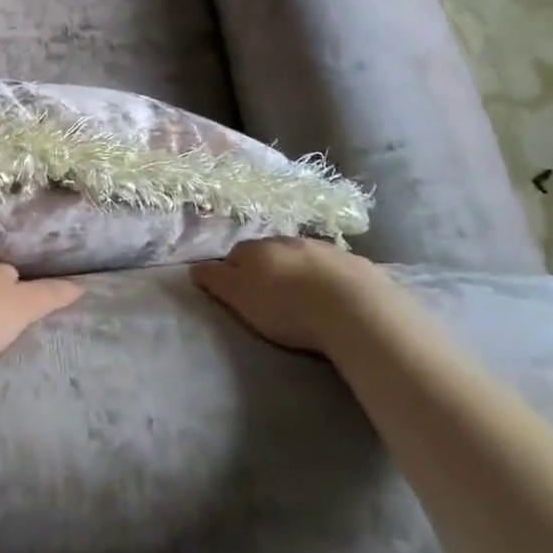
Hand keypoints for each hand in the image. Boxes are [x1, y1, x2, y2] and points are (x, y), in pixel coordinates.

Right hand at [192, 237, 383, 353]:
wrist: (355, 310)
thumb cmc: (287, 307)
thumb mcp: (240, 298)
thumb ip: (216, 281)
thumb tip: (195, 267)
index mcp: (258, 249)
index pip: (236, 253)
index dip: (233, 270)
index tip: (236, 289)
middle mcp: (290, 241)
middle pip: (271, 250)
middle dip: (269, 266)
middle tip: (270, 292)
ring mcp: (326, 249)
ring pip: (304, 255)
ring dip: (300, 269)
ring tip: (304, 295)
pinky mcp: (357, 265)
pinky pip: (336, 268)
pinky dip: (331, 278)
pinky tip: (335, 297)